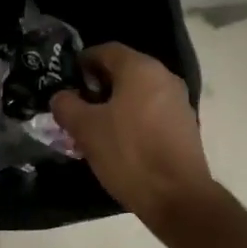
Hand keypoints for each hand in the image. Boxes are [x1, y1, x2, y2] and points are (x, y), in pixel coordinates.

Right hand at [51, 43, 215, 228]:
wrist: (177, 196)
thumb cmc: (128, 153)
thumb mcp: (85, 129)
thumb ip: (66, 105)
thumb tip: (62, 97)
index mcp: (140, 69)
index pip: (105, 50)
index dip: (82, 62)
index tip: (66, 81)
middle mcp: (164, 77)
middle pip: (123, 71)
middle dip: (97, 86)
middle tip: (76, 107)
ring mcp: (178, 102)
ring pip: (137, 93)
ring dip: (114, 105)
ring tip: (93, 128)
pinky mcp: (184, 126)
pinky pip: (151, 112)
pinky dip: (132, 119)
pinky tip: (118, 143)